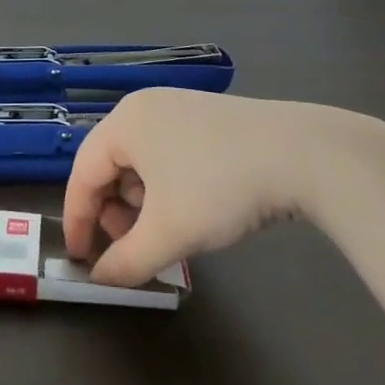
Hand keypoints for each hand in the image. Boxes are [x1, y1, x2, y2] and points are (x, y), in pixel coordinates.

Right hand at [62, 89, 383, 286]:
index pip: (82, 173)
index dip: (78, 220)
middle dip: (116, 212)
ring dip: (142, 202)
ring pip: (141, 161)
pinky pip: (168, 153)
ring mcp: (179, 107)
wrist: (305, 155)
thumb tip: (100, 278)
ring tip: (167, 231)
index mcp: (124, 122)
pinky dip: (167, 186)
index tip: (80, 259)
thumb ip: (126, 261)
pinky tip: (191, 208)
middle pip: (110, 165)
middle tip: (132, 247)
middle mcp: (144, 106)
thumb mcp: (169, 233)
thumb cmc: (221, 187)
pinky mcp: (208, 116)